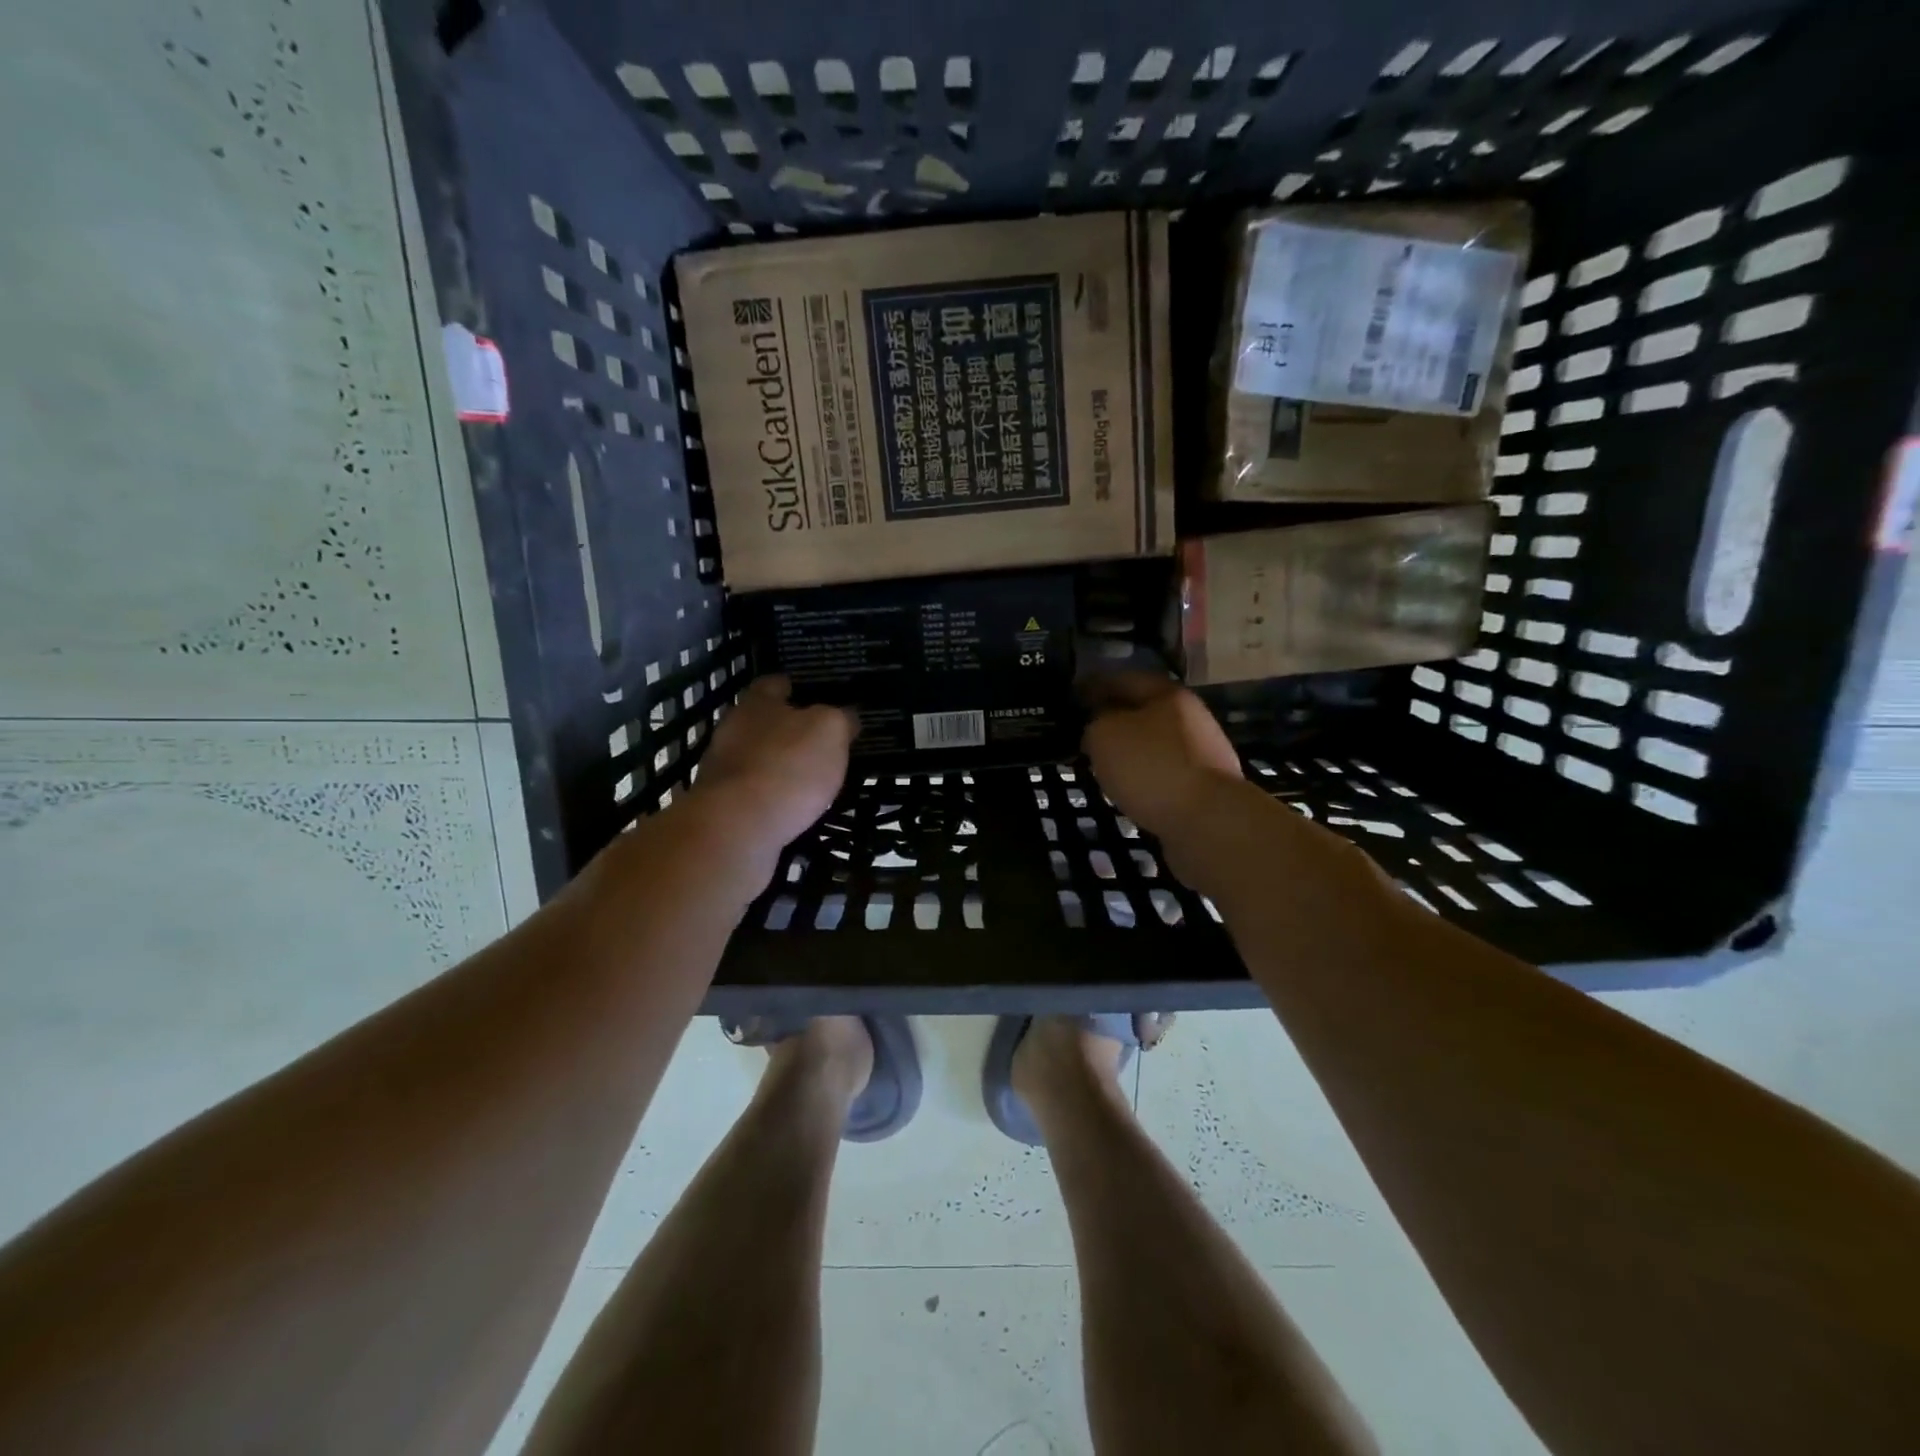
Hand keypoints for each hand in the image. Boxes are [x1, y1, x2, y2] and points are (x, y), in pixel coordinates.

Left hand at [690, 675, 857, 851]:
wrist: (736, 828)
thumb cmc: (788, 766)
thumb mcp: (830, 732)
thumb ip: (840, 719)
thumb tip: (847, 716)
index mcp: (757, 704)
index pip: (772, 684)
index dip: (790, 686)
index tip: (806, 692)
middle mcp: (732, 730)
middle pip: (760, 721)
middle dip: (784, 729)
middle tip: (815, 740)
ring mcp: (722, 769)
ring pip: (754, 758)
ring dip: (776, 764)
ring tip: (808, 778)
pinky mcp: (721, 806)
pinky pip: (752, 792)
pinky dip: (770, 795)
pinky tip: (790, 807)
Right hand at [1081, 673, 1242, 841]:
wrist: (1208, 822)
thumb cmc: (1151, 767)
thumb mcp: (1104, 735)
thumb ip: (1094, 723)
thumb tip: (1098, 728)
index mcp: (1168, 694)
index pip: (1122, 679)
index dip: (1093, 686)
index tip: (1070, 699)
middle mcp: (1190, 717)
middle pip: (1143, 711)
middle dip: (1113, 720)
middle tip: (1083, 734)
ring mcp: (1202, 753)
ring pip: (1154, 744)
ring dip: (1129, 751)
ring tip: (1102, 765)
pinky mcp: (1205, 787)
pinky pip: (1165, 773)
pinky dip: (1144, 777)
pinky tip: (1128, 789)